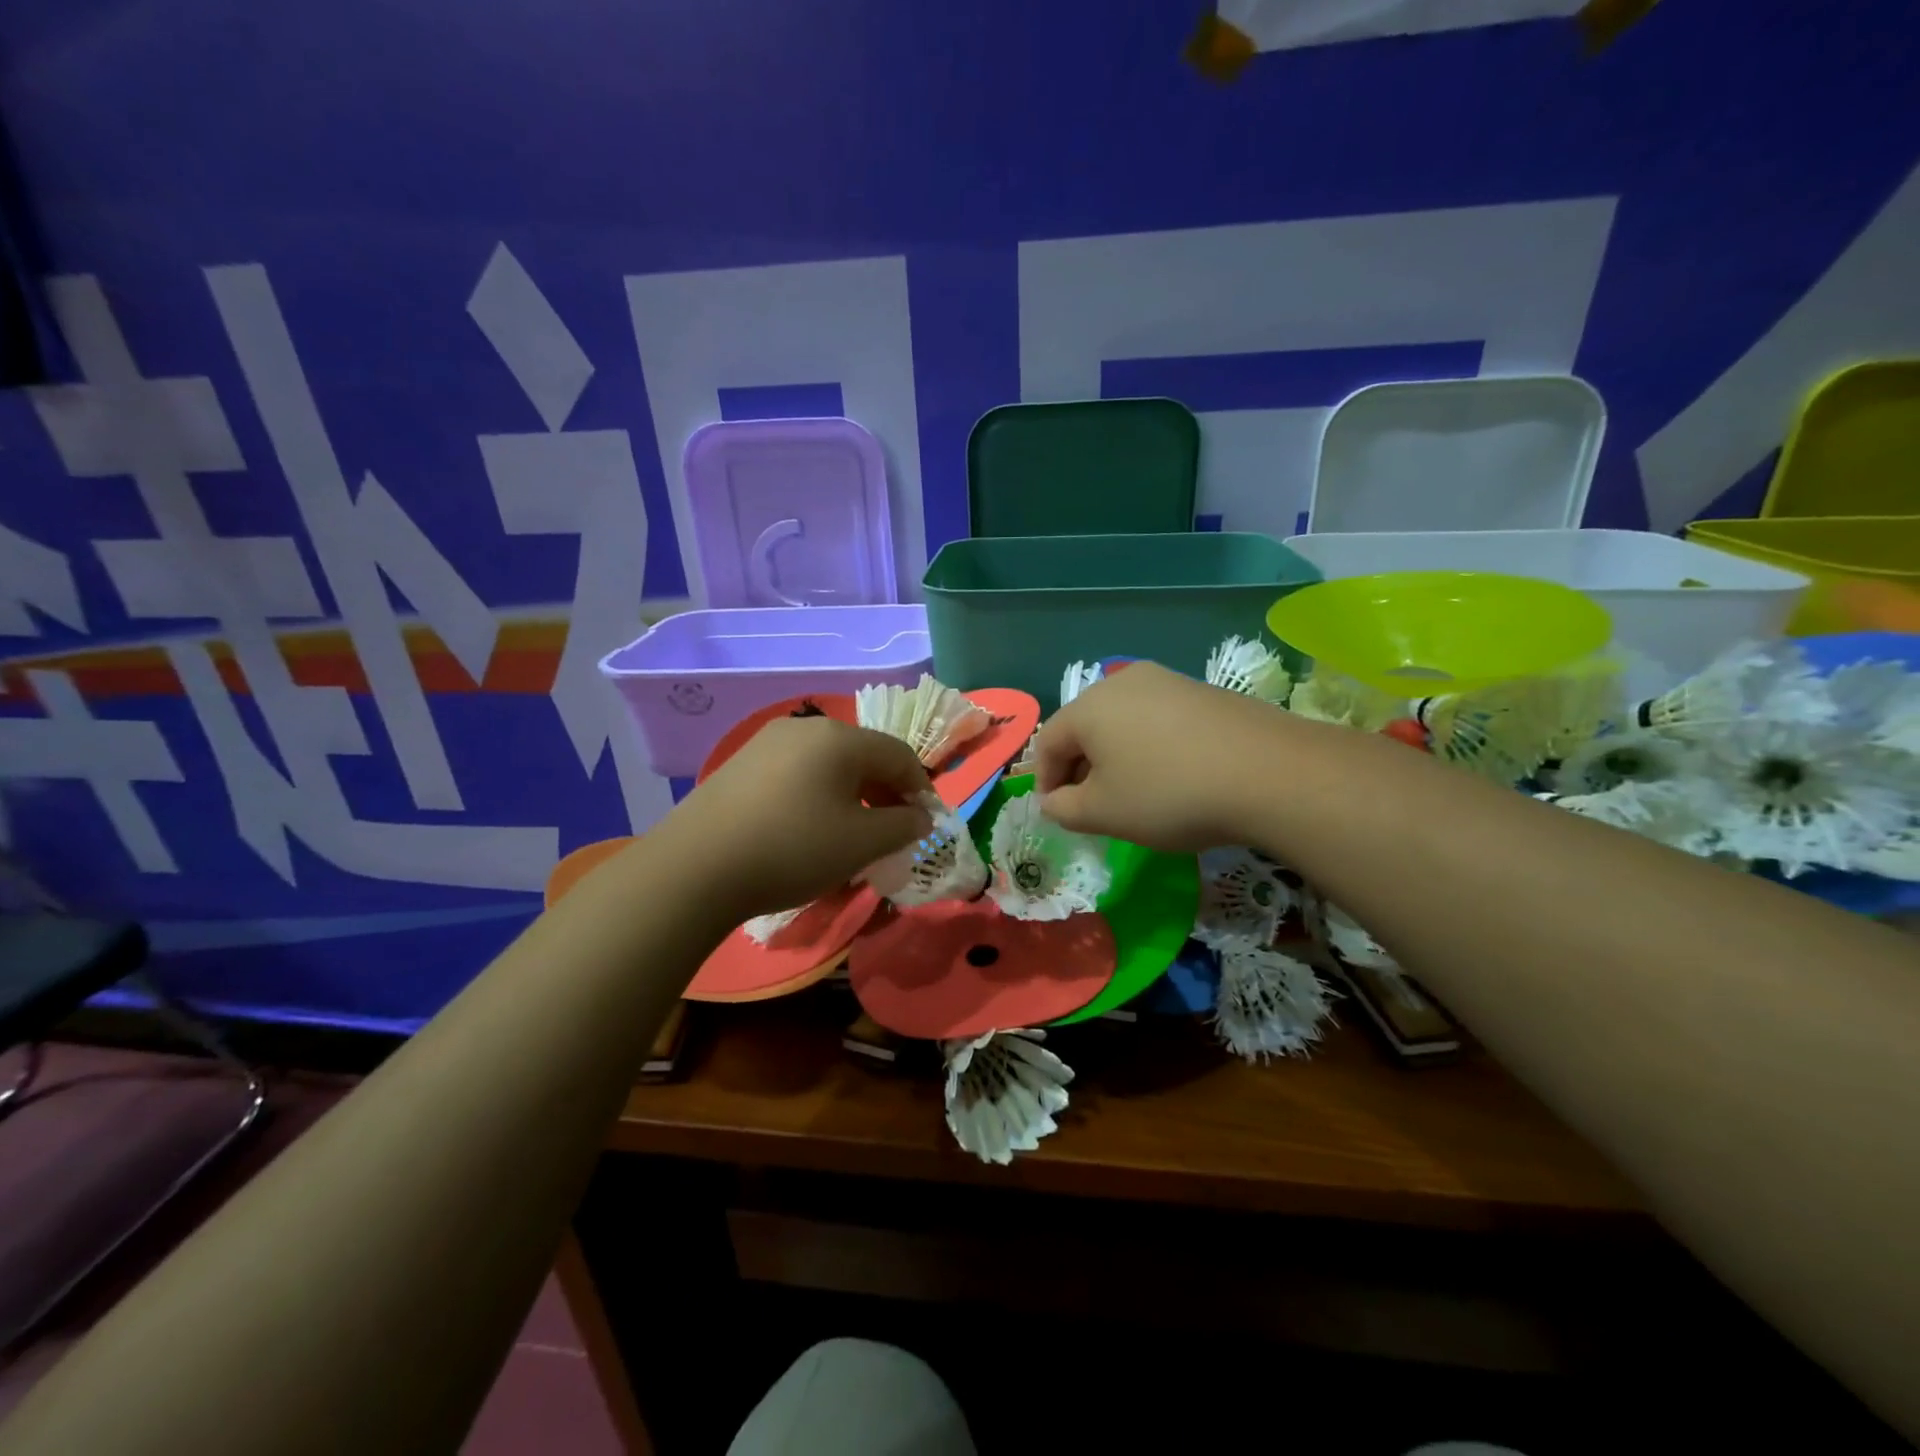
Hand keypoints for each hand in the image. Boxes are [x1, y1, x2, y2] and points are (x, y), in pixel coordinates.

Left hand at [661, 716, 933, 920]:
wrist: (695, 868)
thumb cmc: (793, 849)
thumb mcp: (861, 843)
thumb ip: (902, 826)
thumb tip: (919, 817)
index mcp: (840, 738)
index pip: (899, 754)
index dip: (920, 788)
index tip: (924, 824)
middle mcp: (804, 728)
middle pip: (862, 756)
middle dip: (884, 792)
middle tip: (889, 831)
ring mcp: (766, 743)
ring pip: (827, 765)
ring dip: (850, 795)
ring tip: (849, 833)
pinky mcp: (739, 765)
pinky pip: (795, 774)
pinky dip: (816, 796)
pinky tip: (806, 829)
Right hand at [1033, 662, 1287, 851]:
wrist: (1270, 772)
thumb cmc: (1169, 794)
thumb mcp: (1105, 813)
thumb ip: (1064, 809)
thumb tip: (1054, 801)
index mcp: (1089, 706)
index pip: (1048, 742)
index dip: (1046, 780)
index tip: (1060, 813)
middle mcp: (1122, 682)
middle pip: (1085, 727)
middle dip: (1082, 767)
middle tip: (1094, 806)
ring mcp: (1168, 681)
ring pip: (1123, 722)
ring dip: (1117, 757)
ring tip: (1136, 792)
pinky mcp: (1203, 691)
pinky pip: (1159, 719)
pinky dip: (1152, 747)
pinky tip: (1174, 775)